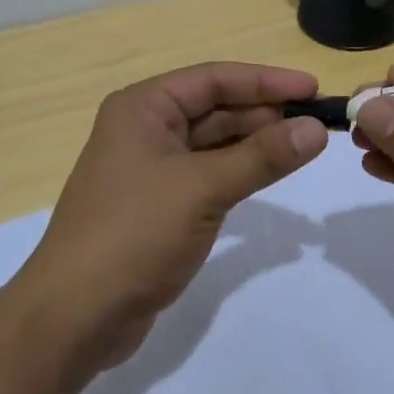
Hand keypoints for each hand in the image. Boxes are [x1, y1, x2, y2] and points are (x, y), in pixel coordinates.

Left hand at [10, 63, 328, 369]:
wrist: (76, 315)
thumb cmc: (134, 234)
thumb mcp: (202, 189)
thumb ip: (262, 157)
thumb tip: (316, 128)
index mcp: (143, 107)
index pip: (213, 79)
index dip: (265, 81)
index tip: (313, 89)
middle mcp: (145, 128)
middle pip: (215, 108)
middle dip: (264, 113)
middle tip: (317, 123)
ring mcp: (151, 168)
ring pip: (214, 143)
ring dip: (256, 144)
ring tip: (305, 146)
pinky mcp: (160, 204)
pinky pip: (208, 174)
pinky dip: (239, 172)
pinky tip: (271, 174)